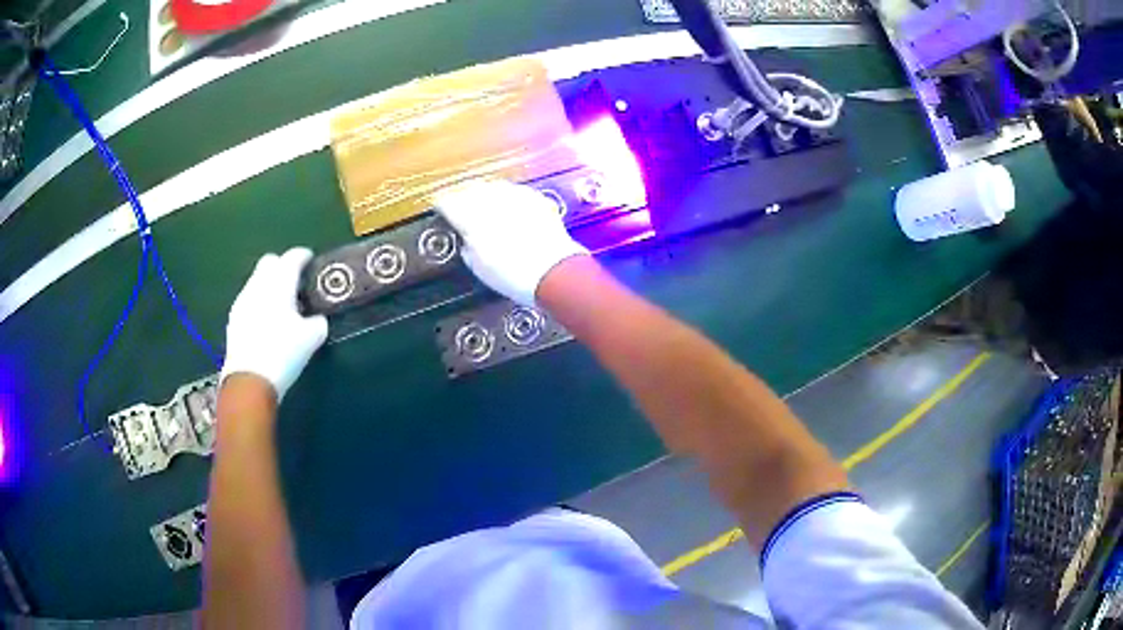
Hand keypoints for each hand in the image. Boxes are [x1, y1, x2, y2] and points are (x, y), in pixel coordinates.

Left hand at [221, 248, 327, 400]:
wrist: (250, 380)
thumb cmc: (283, 353)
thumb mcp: (312, 338)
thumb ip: (318, 321)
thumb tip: (316, 319)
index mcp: (279, 282)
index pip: (292, 257)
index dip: (304, 256)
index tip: (311, 261)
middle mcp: (258, 284)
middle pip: (270, 262)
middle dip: (283, 267)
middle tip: (296, 284)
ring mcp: (242, 300)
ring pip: (257, 280)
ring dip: (269, 285)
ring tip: (282, 306)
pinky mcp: (234, 318)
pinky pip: (249, 299)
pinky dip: (259, 302)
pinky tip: (266, 322)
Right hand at [434, 180, 588, 305]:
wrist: (552, 270)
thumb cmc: (510, 274)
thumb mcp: (478, 266)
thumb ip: (467, 245)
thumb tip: (467, 238)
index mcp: (469, 216)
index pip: (447, 201)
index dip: (441, 205)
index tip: (440, 209)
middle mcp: (489, 199)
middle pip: (469, 189)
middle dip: (463, 196)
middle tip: (461, 207)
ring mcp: (514, 195)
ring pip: (493, 186)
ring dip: (486, 194)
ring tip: (486, 206)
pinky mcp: (534, 197)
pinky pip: (515, 192)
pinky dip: (509, 198)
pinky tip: (511, 209)